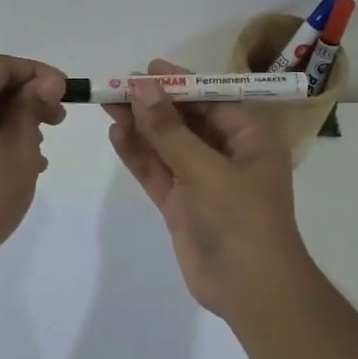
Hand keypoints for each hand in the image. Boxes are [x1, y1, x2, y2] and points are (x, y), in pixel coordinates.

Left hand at [0, 55, 67, 273]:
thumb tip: (46, 82)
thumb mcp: (19, 147)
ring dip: (13, 121)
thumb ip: (32, 108)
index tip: (66, 93)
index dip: (38, 74)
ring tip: (41, 151)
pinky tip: (19, 163)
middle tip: (58, 122)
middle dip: (26, 99)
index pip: (2, 66)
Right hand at [105, 58, 312, 318]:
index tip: (147, 69)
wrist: (250, 289)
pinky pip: (158, 173)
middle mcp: (228, 156)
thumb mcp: (205, 170)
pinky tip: (117, 135)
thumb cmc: (240, 220)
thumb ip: (170, 131)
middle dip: (154, 104)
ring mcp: (203, 182)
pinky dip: (139, 156)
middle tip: (117, 85)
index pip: (213, 101)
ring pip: (168, 147)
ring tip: (107, 104)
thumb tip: (142, 88)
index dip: (180, 84)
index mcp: (250, 141)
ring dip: (141, 127)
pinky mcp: (182, 206)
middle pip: (186, 121)